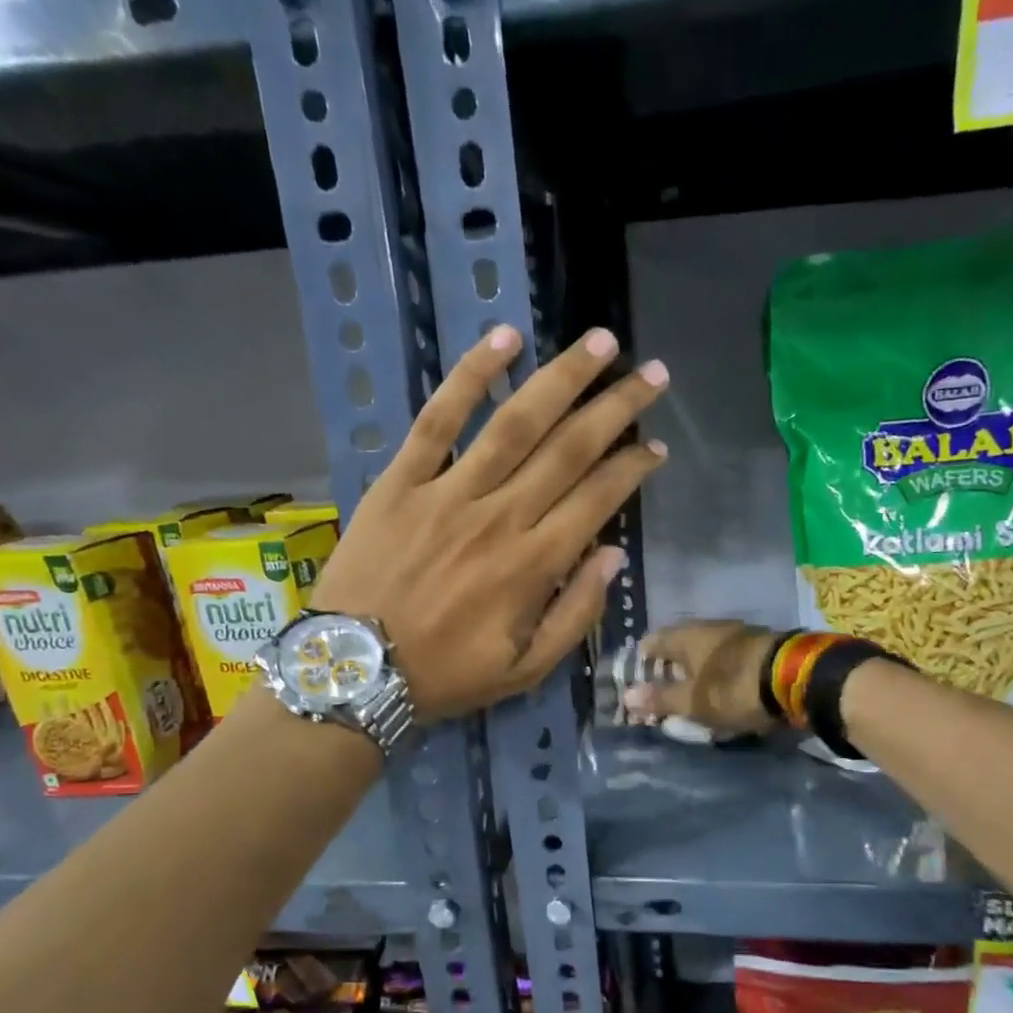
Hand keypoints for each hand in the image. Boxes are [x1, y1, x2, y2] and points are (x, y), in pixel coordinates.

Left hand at [311, 325, 668, 721]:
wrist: (356, 670)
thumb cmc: (446, 675)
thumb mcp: (525, 671)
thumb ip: (575, 615)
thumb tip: (612, 556)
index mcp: (533, 566)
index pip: (597, 499)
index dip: (633, 469)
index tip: (656, 448)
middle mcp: (500, 517)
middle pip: (569, 449)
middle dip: (617, 409)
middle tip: (652, 376)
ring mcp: (449, 492)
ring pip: (516, 423)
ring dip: (563, 378)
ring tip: (600, 343)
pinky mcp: (401, 480)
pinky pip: (438, 418)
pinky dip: (471, 375)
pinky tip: (505, 337)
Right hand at [622, 619, 781, 734]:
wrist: (796, 678)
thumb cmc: (733, 688)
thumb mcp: (693, 701)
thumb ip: (661, 698)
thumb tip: (627, 695)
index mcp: (687, 636)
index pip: (653, 641)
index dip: (642, 659)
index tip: (637, 678)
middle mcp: (711, 628)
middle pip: (682, 645)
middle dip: (671, 666)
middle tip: (664, 690)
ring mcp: (740, 635)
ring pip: (708, 651)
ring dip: (699, 670)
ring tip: (694, 694)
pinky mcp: (762, 647)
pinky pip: (731, 659)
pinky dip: (722, 673)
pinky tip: (724, 690)